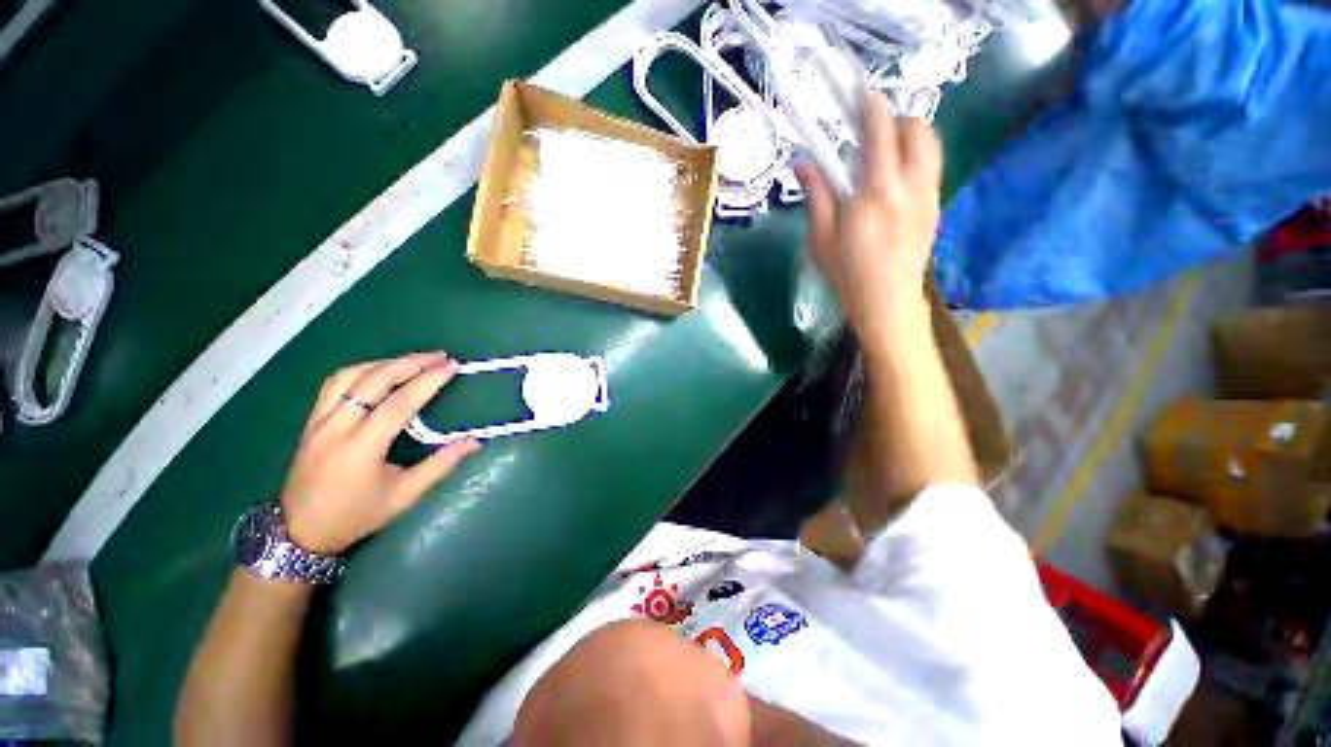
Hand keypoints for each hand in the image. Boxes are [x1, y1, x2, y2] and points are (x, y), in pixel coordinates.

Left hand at [279, 352, 481, 554]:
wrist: (299, 532)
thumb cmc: (356, 516)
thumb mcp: (404, 495)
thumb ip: (440, 465)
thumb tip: (475, 443)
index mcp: (362, 446)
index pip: (399, 403)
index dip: (428, 381)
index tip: (451, 366)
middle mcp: (337, 426)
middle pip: (373, 380)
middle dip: (410, 363)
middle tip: (438, 356)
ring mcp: (319, 421)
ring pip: (350, 376)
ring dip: (385, 363)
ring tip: (413, 361)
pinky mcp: (311, 421)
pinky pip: (334, 384)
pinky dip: (361, 370)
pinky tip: (378, 371)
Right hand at [797, 93, 942, 343]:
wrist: (887, 302)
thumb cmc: (847, 273)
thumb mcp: (821, 239)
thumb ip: (817, 196)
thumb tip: (804, 165)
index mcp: (876, 192)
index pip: (880, 133)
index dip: (871, 107)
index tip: (861, 95)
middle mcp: (910, 185)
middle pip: (917, 129)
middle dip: (895, 120)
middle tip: (870, 134)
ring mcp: (928, 195)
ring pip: (930, 145)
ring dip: (909, 136)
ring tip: (884, 154)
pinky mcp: (935, 207)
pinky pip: (931, 167)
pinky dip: (915, 159)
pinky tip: (893, 181)